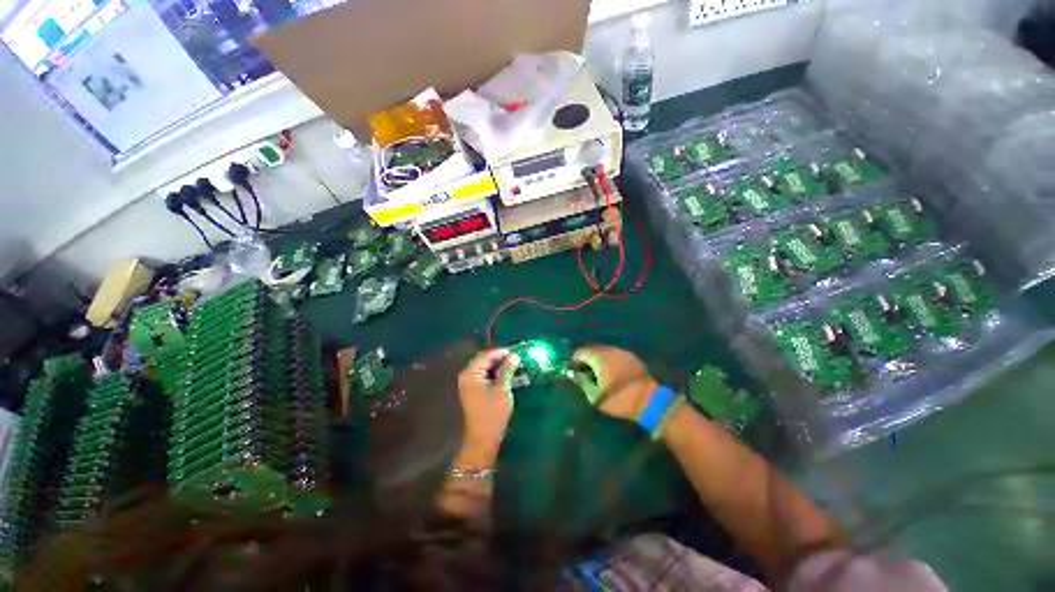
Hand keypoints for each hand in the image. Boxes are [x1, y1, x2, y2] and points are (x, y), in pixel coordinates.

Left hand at [455, 349, 519, 465]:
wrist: (483, 439)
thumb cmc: (492, 413)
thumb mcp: (502, 388)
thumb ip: (507, 369)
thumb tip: (515, 355)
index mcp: (471, 373)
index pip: (487, 355)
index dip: (502, 352)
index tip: (518, 351)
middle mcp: (468, 376)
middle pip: (485, 360)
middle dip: (501, 358)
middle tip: (518, 358)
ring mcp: (470, 384)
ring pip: (487, 369)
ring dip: (500, 367)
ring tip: (516, 366)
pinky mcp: (475, 391)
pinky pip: (486, 377)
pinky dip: (497, 375)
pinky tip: (509, 376)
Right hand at [571, 345, 658, 421]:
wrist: (649, 401)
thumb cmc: (619, 400)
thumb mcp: (595, 396)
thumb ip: (582, 382)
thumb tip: (573, 374)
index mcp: (599, 358)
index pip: (581, 352)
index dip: (574, 360)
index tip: (573, 369)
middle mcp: (610, 350)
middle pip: (592, 348)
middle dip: (586, 357)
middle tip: (583, 370)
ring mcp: (622, 352)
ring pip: (604, 350)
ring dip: (597, 357)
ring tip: (596, 370)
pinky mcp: (631, 356)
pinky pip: (615, 353)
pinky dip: (608, 359)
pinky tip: (610, 369)